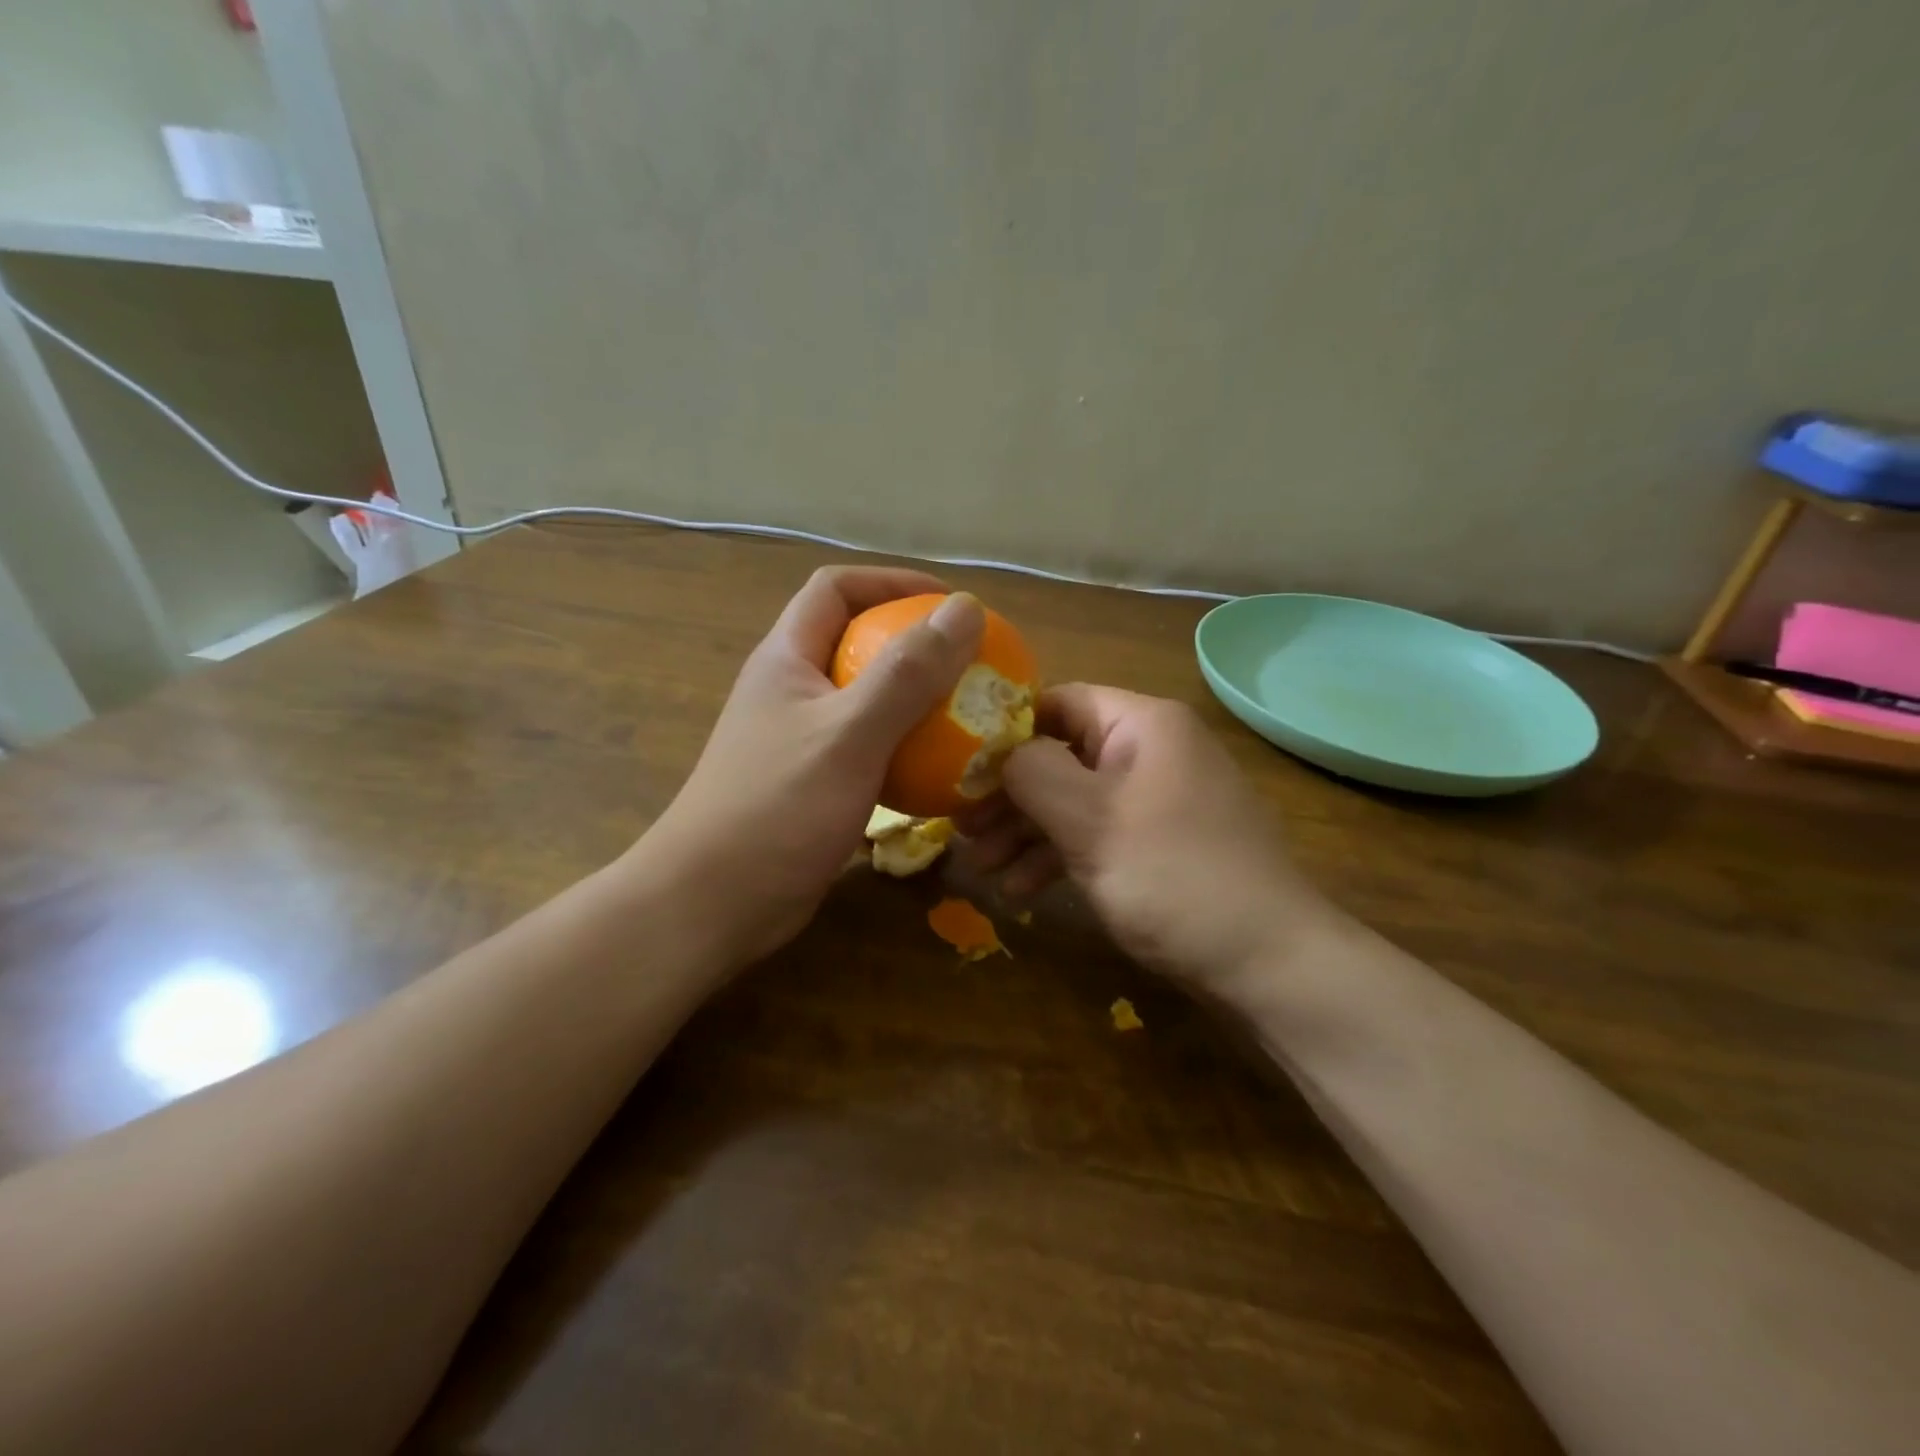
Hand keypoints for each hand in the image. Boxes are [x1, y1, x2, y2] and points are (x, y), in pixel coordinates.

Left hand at [640, 567, 985, 964]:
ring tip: (968, 714)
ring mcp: (801, 740)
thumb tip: (966, 609)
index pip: (836, 588)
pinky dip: (906, 750)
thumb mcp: (849, 735)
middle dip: (914, 643)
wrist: (713, 904)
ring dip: (916, 701)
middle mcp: (792, 690)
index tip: (950, 604)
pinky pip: (870, 749)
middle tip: (972, 663)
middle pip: (856, 642)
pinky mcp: (814, 784)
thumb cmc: (776, 809)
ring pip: (867, 700)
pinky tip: (941, 772)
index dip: (892, 582)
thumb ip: (908, 672)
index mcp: (787, 659)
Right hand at [961, 685, 1337, 989]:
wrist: (1268, 962)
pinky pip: (1097, 834)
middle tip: (962, 830)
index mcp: (1142, 725)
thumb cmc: (1173, 876)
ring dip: (1025, 833)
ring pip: (1074, 800)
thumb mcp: (1089, 820)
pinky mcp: (1160, 843)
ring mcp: (1157, 799)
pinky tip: (1022, 891)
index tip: (958, 767)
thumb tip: (998, 749)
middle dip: (1008, 795)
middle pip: (1061, 755)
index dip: (1005, 730)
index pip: (1057, 702)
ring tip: (982, 870)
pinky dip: (1059, 856)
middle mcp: (1151, 750)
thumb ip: (1032, 772)